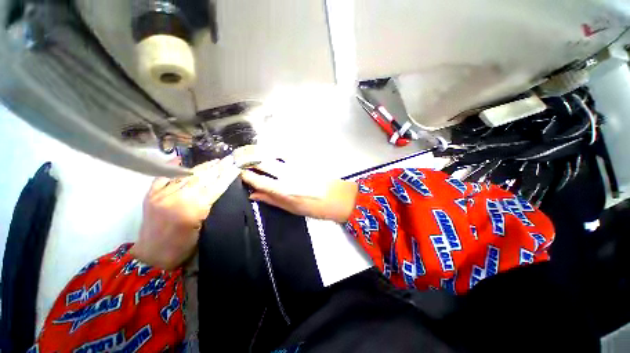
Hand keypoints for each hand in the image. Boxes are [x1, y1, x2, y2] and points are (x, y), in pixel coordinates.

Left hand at [131, 156, 239, 269]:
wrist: (152, 256)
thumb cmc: (182, 247)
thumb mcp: (203, 229)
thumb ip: (208, 207)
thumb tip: (216, 189)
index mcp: (192, 210)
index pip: (214, 188)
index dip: (226, 176)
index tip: (236, 167)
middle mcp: (176, 198)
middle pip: (201, 178)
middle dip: (217, 168)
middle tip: (228, 159)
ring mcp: (161, 195)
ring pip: (185, 176)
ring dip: (201, 167)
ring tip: (214, 161)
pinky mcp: (150, 195)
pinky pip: (163, 177)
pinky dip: (172, 168)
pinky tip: (180, 160)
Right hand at [241, 159, 357, 222]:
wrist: (338, 197)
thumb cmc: (315, 208)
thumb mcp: (292, 208)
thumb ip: (272, 200)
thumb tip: (254, 195)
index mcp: (284, 190)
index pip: (259, 180)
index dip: (247, 176)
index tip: (240, 173)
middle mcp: (288, 175)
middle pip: (264, 163)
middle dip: (251, 160)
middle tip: (243, 160)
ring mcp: (297, 165)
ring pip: (275, 154)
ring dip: (264, 154)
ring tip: (256, 156)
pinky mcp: (305, 160)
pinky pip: (288, 153)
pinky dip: (278, 152)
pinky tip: (275, 154)